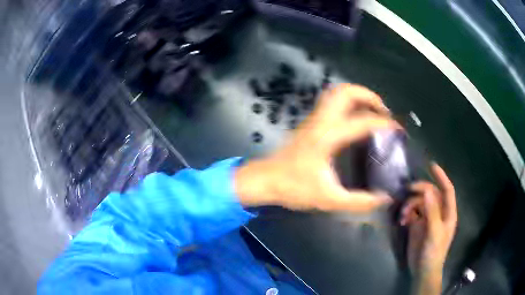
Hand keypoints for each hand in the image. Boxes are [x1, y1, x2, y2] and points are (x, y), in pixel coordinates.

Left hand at [235, 84, 399, 211]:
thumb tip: (384, 198)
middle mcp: (321, 121)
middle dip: (369, 96)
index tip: (398, 131)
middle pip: (345, 92)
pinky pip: (331, 102)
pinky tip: (355, 120)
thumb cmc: (294, 188)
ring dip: (357, 97)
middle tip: (383, 112)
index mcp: (328, 137)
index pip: (362, 122)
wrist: (265, 180)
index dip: (384, 124)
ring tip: (372, 113)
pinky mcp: (310, 122)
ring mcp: (314, 119)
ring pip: (336, 93)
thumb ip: (359, 202)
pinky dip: (348, 103)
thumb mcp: (329, 199)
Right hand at [400, 164, 456, 293]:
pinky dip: (406, 214)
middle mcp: (439, 212)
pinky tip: (402, 221)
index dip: (441, 177)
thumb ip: (432, 211)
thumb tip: (427, 190)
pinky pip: (412, 213)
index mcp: (448, 213)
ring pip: (419, 203)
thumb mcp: (434, 232)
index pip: (447, 190)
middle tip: (408, 189)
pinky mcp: (418, 226)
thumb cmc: (433, 253)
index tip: (431, 165)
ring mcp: (428, 219)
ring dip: (410, 205)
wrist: (422, 271)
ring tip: (403, 216)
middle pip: (431, 194)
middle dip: (420, 191)